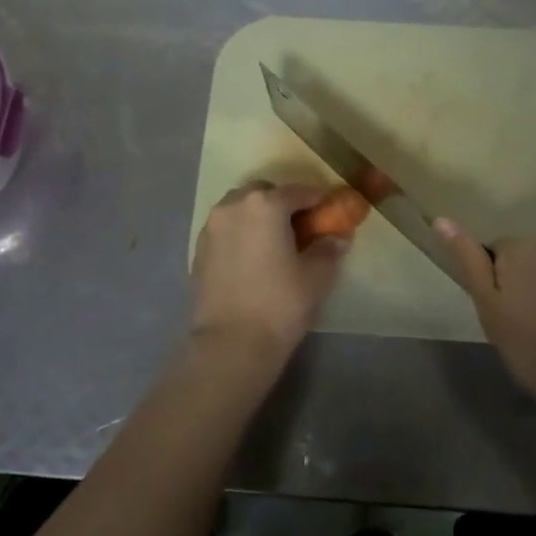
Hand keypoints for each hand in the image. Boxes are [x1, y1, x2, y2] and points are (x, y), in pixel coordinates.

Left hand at [190, 182, 350, 364]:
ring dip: (257, 215)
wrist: (230, 344)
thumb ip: (328, 249)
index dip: (317, 199)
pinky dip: (240, 232)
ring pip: (238, 208)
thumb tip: (337, 237)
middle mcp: (233, 206)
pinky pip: (225, 229)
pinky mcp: (199, 250)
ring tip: (273, 241)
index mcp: (264, 205)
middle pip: (262, 193)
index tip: (329, 210)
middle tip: (299, 226)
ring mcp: (211, 227)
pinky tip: (252, 257)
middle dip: (282, 202)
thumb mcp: (316, 277)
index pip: (297, 191)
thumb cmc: (280, 304)